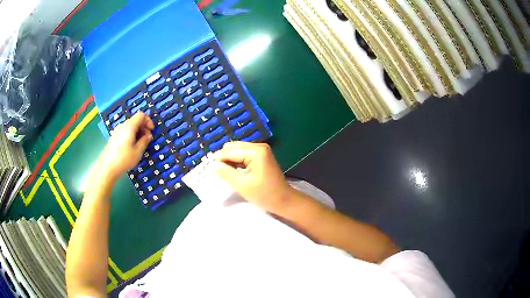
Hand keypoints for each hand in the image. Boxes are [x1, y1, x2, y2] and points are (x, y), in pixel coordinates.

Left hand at [98, 112, 153, 179]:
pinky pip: (125, 131)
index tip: (151, 131)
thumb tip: (148, 135)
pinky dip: (131, 135)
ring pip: (130, 126)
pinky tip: (131, 147)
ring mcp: (117, 131)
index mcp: (130, 126)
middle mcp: (123, 125)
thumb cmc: (124, 159)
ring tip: (139, 145)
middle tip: (147, 140)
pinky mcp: (114, 137)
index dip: (148, 121)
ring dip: (137, 132)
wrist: (107, 167)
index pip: (141, 115)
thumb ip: (145, 141)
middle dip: (143, 127)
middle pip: (135, 120)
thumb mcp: (138, 151)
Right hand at [212, 142, 294, 212]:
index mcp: (255, 151)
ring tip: (225, 173)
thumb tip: (210, 164)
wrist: (284, 200)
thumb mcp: (241, 185)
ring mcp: (261, 150)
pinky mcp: (261, 155)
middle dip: (223, 159)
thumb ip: (225, 172)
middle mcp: (258, 146)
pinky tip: (233, 171)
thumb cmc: (264, 194)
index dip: (217, 160)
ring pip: (237, 150)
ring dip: (229, 160)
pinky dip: (236, 161)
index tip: (207, 170)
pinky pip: (243, 154)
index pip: (229, 152)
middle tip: (218, 173)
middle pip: (232, 147)